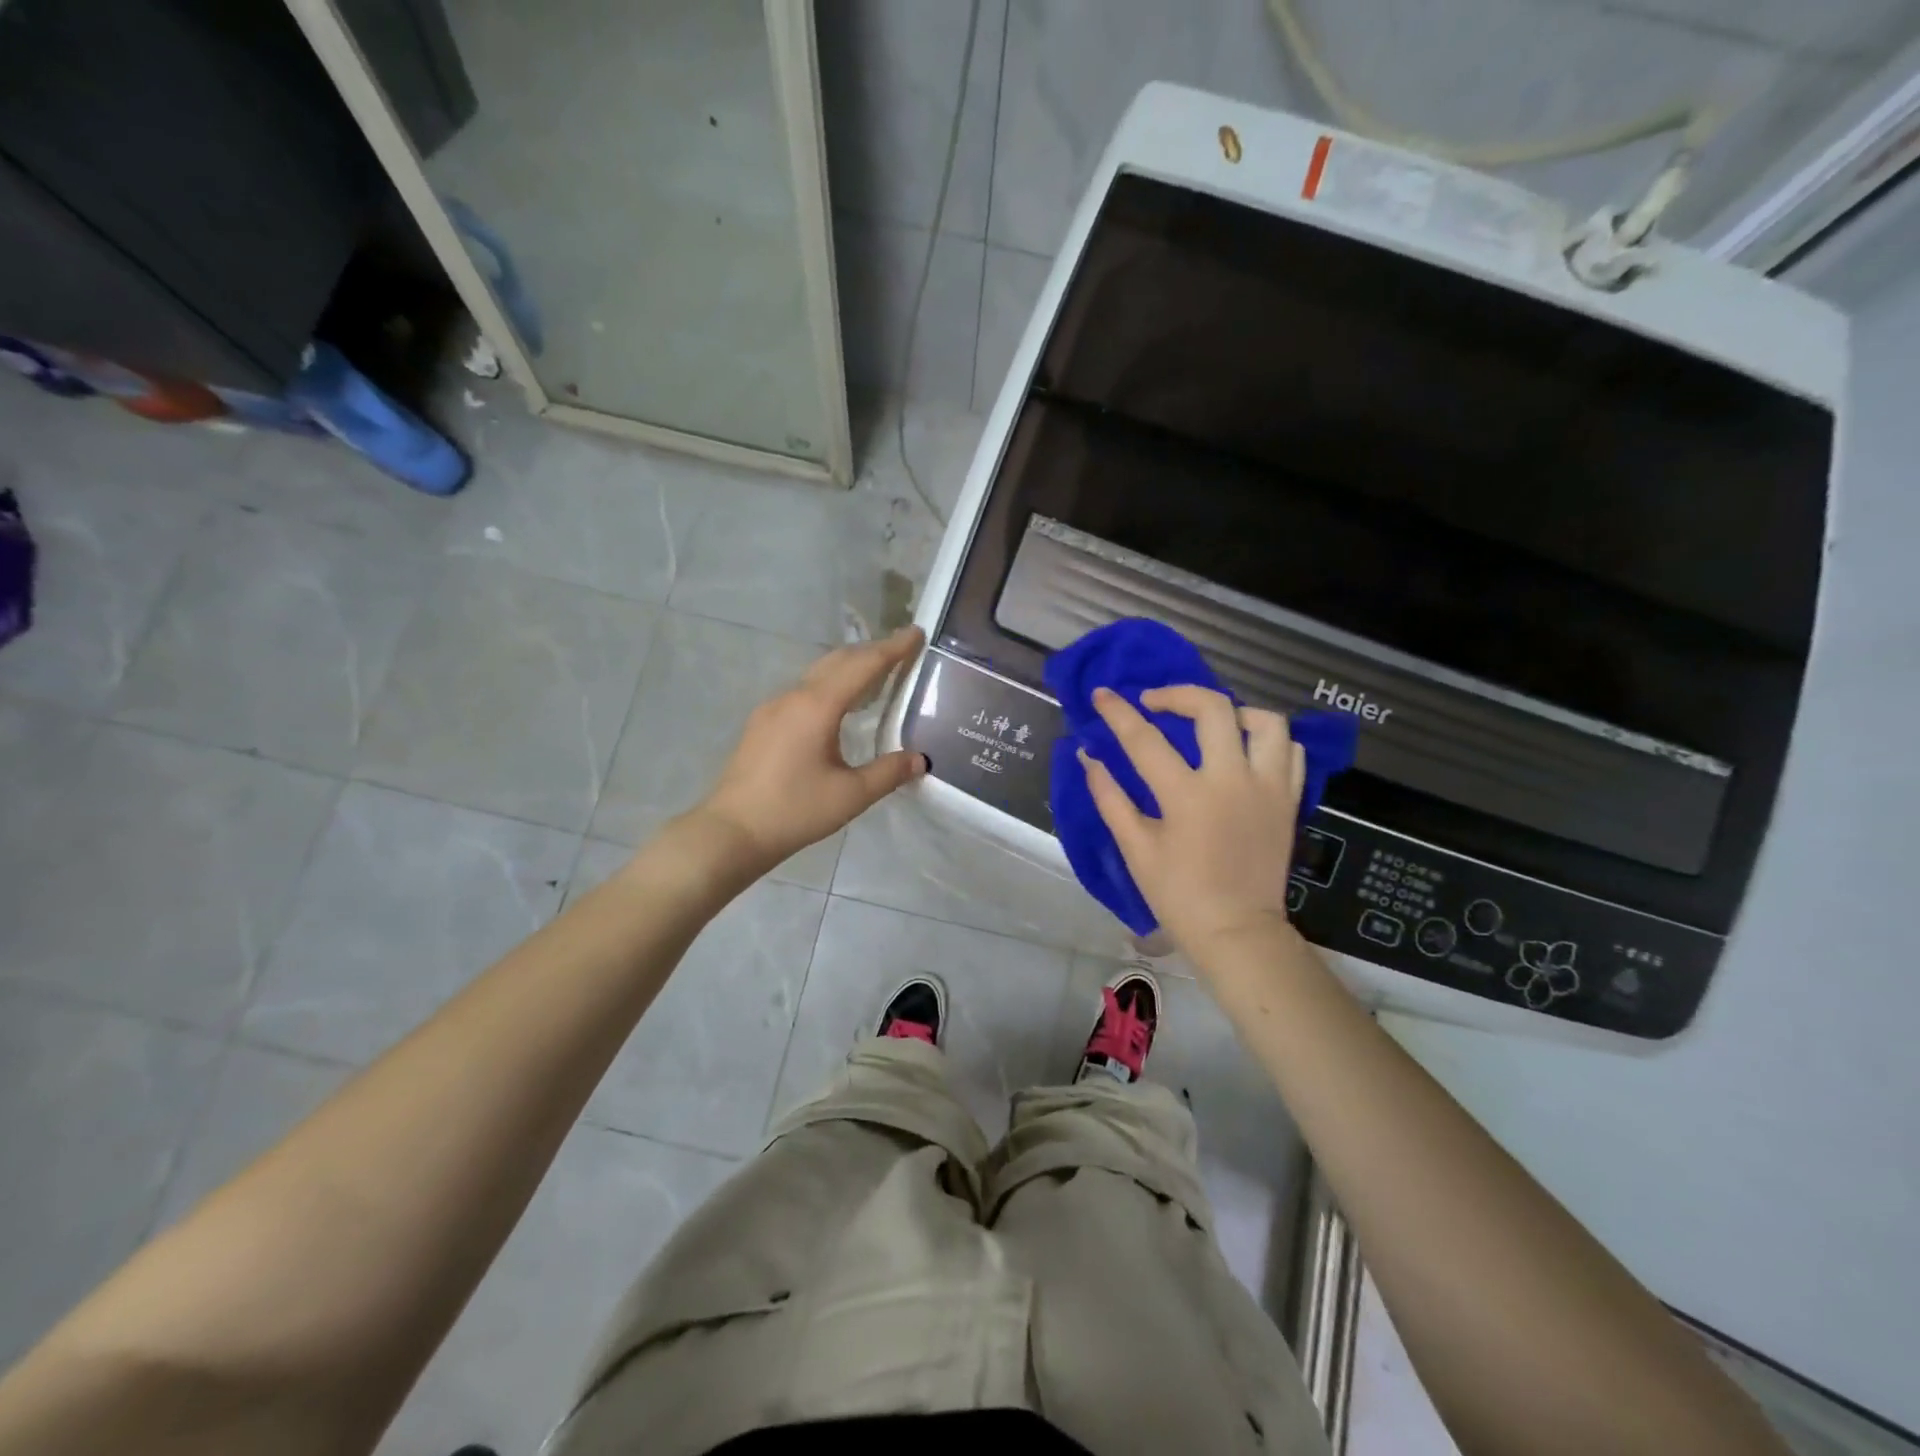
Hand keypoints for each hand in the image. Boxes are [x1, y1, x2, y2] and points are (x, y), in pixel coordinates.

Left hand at [694, 626, 928, 875]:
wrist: (732, 831)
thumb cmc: (794, 811)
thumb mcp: (851, 795)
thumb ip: (888, 773)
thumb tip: (919, 760)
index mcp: (817, 706)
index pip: (863, 666)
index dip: (893, 648)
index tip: (917, 633)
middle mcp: (793, 697)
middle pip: (838, 661)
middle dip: (872, 651)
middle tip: (903, 650)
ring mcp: (773, 708)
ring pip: (818, 674)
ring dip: (849, 667)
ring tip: (877, 674)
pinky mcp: (762, 723)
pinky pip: (804, 691)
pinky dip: (830, 685)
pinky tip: (840, 705)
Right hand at [1080, 684, 1305, 966]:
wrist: (1237, 932)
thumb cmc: (1178, 895)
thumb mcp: (1136, 849)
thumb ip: (1110, 798)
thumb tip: (1088, 757)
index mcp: (1187, 796)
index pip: (1145, 739)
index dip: (1118, 712)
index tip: (1101, 694)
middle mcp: (1232, 780)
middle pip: (1213, 709)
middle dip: (1177, 694)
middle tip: (1155, 703)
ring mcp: (1268, 788)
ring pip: (1265, 722)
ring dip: (1233, 712)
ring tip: (1210, 722)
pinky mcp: (1289, 801)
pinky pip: (1290, 751)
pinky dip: (1267, 739)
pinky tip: (1244, 748)